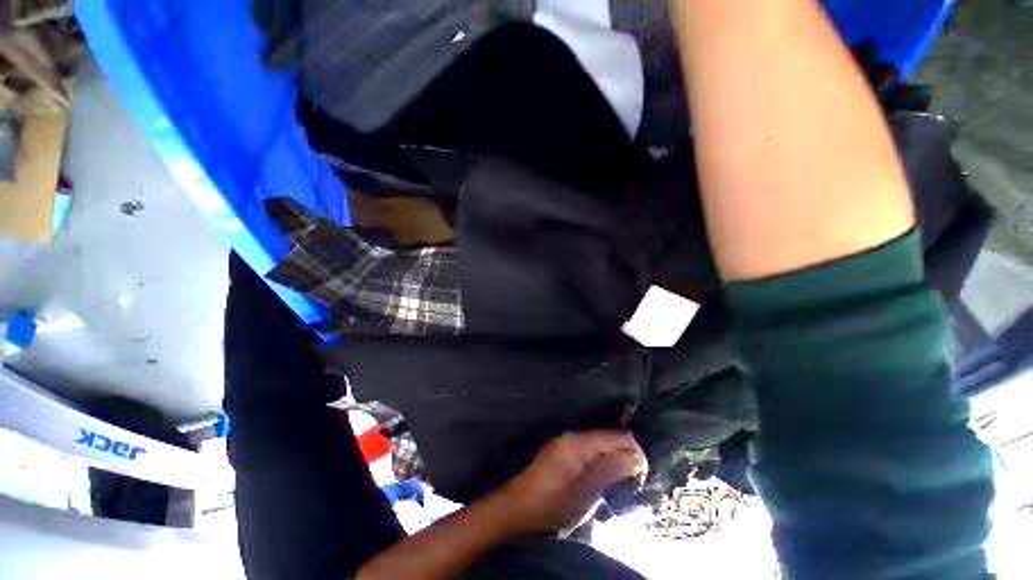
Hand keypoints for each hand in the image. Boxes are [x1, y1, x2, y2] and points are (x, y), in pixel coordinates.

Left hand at [499, 431, 647, 534]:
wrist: (516, 509)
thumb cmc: (551, 504)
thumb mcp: (585, 493)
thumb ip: (610, 471)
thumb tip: (636, 456)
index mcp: (579, 443)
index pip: (615, 436)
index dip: (634, 451)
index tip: (642, 475)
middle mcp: (573, 437)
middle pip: (607, 438)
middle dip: (624, 456)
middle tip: (632, 483)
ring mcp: (565, 444)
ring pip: (599, 446)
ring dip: (612, 461)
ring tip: (620, 484)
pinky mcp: (561, 454)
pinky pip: (588, 452)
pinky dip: (600, 463)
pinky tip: (601, 481)